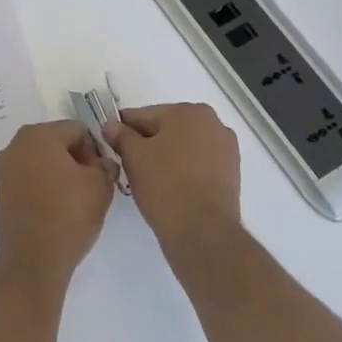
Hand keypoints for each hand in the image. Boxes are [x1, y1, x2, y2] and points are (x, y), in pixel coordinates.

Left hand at [0, 121, 116, 286]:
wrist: (32, 261)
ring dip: (59, 173)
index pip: (77, 130)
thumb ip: (105, 165)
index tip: (102, 174)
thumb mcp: (101, 185)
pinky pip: (28, 180)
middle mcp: (15, 146)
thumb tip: (101, 163)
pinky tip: (55, 210)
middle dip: (75, 159)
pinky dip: (43, 188)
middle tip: (90, 187)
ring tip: (74, 201)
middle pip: (56, 142)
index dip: (95, 150)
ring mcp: (3, 170)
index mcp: (38, 135)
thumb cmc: (68, 214)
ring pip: (41, 162)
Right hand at [105, 103, 240, 257]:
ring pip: (184, 147)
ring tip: (148, 179)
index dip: (123, 129)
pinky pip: (198, 164)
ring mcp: (226, 149)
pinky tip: (169, 187)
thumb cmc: (164, 185)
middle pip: (167, 128)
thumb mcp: (133, 156)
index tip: (110, 142)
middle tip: (128, 164)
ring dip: (165, 156)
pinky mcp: (231, 173)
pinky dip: (183, 170)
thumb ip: (120, 135)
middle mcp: (214, 123)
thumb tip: (111, 125)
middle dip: (147, 142)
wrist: (202, 230)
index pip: (145, 115)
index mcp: (189, 111)